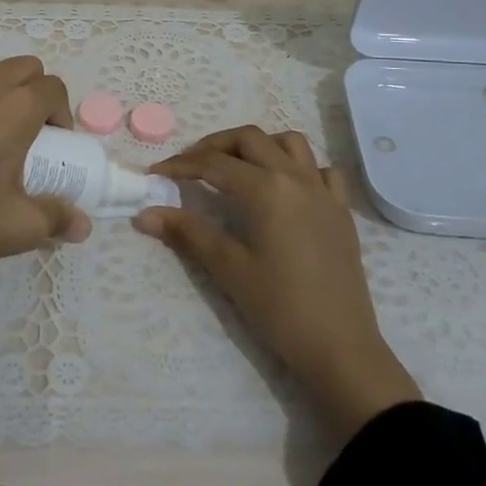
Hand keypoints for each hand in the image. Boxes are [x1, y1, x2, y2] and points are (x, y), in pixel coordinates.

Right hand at [137, 126, 419, 438]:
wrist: (340, 347)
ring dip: (258, 146)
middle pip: (250, 139)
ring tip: (237, 167)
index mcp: (266, 189)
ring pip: (290, 143)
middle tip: (191, 165)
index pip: (214, 164)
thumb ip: (188, 233)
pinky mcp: (341, 210)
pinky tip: (286, 187)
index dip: (180, 165)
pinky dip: (300, 166)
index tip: (155, 174)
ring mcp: (324, 190)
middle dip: (215, 145)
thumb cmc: (280, 308)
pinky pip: (322, 169)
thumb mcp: (228, 269)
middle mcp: (296, 177)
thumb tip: (144, 214)